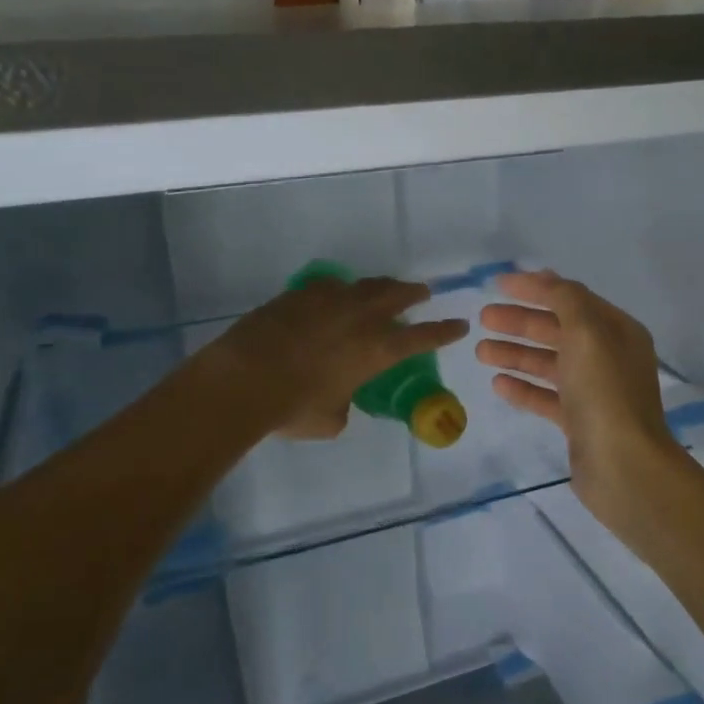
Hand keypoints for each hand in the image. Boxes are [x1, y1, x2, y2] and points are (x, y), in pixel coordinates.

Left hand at [203, 276, 468, 439]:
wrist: (244, 379)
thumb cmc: (294, 407)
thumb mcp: (331, 418)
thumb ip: (344, 403)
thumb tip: (339, 397)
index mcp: (377, 350)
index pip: (423, 337)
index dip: (445, 331)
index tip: (460, 324)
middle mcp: (360, 318)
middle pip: (397, 295)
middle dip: (413, 293)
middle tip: (422, 292)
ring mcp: (329, 300)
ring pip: (364, 284)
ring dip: (380, 286)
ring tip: (384, 288)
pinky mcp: (299, 294)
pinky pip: (328, 286)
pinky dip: (339, 290)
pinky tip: (333, 294)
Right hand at [477, 270, 683, 517]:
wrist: (623, 466)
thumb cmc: (605, 392)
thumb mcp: (587, 332)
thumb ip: (565, 300)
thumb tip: (546, 279)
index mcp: (617, 331)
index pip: (571, 298)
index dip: (535, 288)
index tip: (497, 285)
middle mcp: (609, 357)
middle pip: (558, 330)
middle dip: (520, 322)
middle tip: (483, 319)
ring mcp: (595, 392)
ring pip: (549, 364)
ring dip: (516, 354)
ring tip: (480, 352)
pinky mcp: (580, 422)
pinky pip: (547, 397)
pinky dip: (523, 388)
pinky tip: (498, 383)